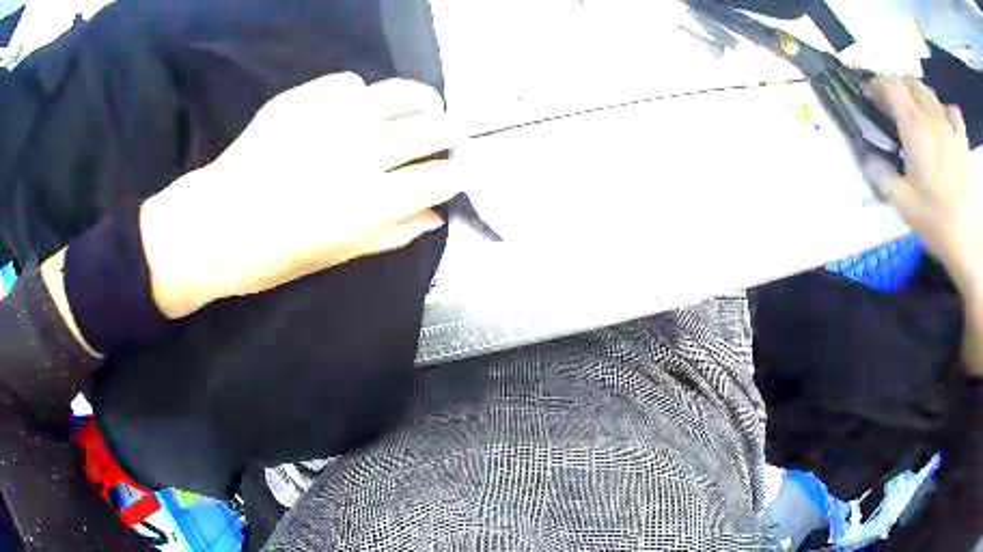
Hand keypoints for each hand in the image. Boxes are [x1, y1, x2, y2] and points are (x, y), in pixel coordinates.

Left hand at [140, 72, 459, 317]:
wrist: (212, 227)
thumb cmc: (273, 256)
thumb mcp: (338, 256)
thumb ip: (393, 234)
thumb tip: (435, 215)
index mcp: (369, 204)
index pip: (439, 177)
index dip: (456, 174)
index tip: (456, 173)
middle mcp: (358, 154)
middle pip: (432, 128)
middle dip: (450, 133)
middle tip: (448, 137)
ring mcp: (330, 120)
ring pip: (400, 93)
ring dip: (420, 101)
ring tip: (421, 108)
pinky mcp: (302, 100)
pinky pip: (351, 83)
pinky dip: (363, 95)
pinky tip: (356, 109)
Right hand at [864, 76, 981, 291]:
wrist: (969, 243)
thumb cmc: (936, 223)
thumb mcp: (903, 205)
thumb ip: (882, 177)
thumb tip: (867, 160)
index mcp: (914, 127)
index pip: (890, 85)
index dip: (877, 85)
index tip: (871, 98)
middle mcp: (931, 117)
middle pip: (910, 82)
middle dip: (898, 87)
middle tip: (894, 107)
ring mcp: (949, 127)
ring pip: (930, 91)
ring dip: (920, 95)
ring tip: (918, 114)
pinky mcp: (963, 142)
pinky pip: (954, 112)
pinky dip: (947, 110)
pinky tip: (945, 122)